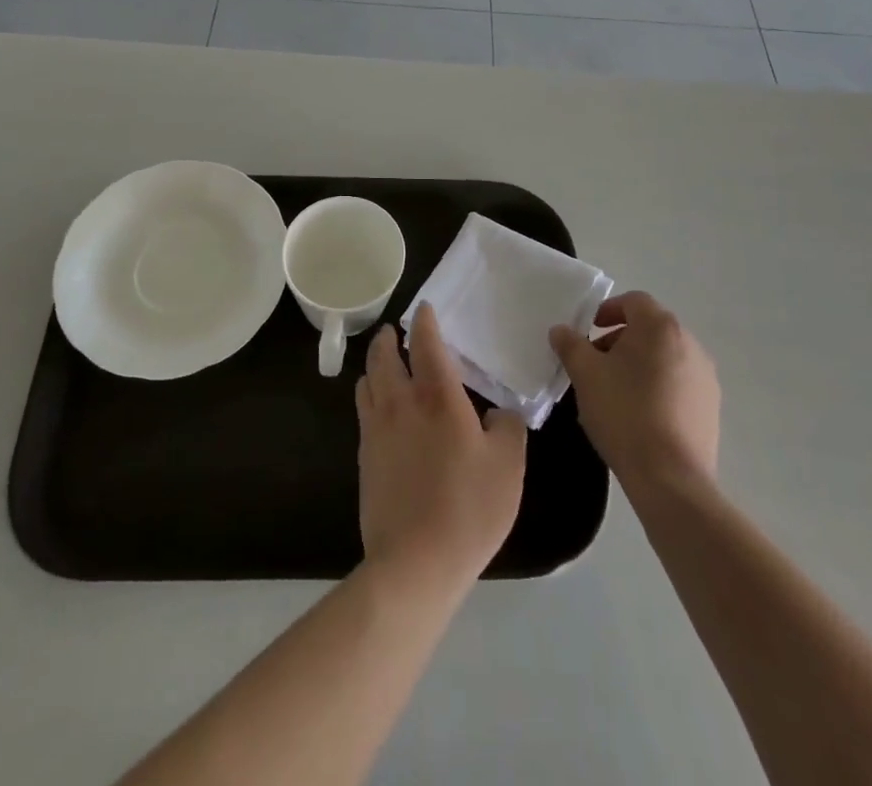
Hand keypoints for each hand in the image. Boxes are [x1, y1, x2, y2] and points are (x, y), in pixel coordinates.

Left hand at [356, 307, 526, 588]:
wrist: (415, 562)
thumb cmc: (468, 508)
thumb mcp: (508, 466)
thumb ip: (508, 427)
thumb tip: (497, 412)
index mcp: (437, 397)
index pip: (425, 343)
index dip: (424, 321)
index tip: (424, 309)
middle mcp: (400, 402)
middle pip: (384, 356)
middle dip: (389, 338)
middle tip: (396, 332)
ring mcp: (376, 429)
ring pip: (367, 381)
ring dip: (376, 365)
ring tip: (387, 366)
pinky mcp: (364, 456)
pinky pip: (363, 411)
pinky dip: (371, 396)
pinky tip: (384, 411)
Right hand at [549, 291, 719, 492]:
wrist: (671, 478)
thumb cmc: (624, 413)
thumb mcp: (585, 374)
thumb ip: (571, 345)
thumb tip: (561, 330)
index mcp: (660, 327)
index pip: (633, 301)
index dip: (607, 311)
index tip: (588, 332)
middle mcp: (689, 343)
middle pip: (650, 328)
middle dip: (620, 339)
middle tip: (596, 363)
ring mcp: (705, 377)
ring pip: (665, 356)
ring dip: (639, 363)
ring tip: (615, 391)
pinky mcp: (711, 408)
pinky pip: (679, 383)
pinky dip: (658, 386)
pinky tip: (639, 415)